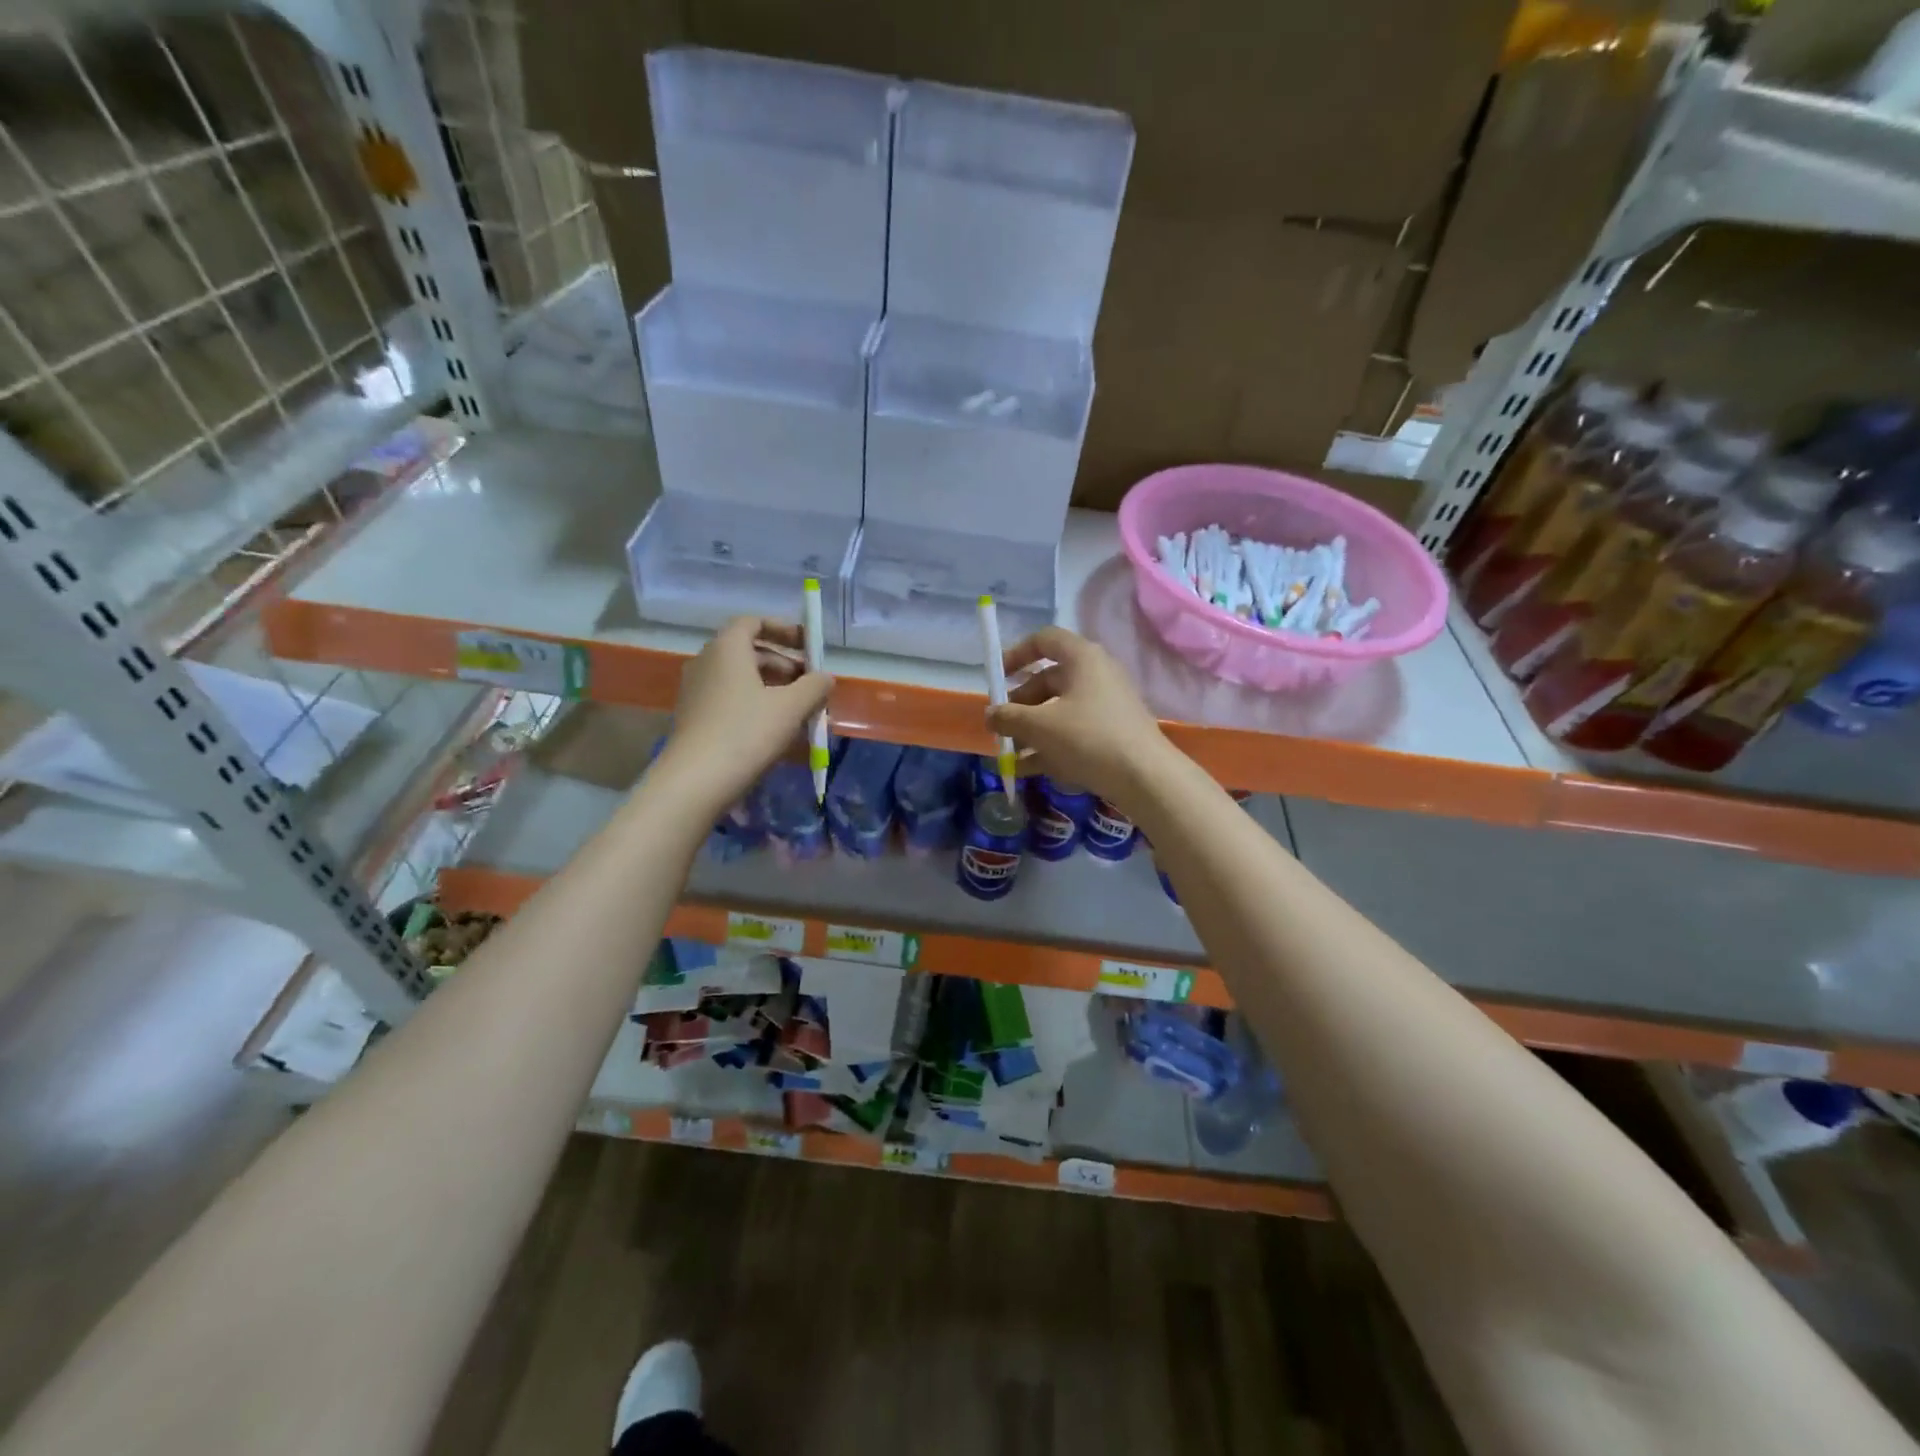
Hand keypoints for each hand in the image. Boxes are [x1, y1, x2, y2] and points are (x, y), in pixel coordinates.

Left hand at [658, 617, 830, 814]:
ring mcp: (696, 690)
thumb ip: (814, 686)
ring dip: (772, 686)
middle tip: (810, 683)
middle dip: (784, 663)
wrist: (696, 780)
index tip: (808, 646)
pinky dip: (754, 703)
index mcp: (727, 648)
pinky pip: (730, 698)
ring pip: (740, 677)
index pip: (753, 622)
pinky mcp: (694, 716)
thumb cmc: (746, 733)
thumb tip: (826, 677)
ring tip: (798, 709)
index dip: (783, 629)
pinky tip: (774, 728)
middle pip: (749, 651)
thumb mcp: (791, 707)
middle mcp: (706, 661)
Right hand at [986, 627, 1171, 809]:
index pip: (1044, 640)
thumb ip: (1008, 717)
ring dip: (1031, 730)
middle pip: (1049, 680)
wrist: (1145, 776)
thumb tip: (990, 715)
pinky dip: (1051, 746)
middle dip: (1020, 704)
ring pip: (1060, 710)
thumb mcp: (1039, 726)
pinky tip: (1029, 770)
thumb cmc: (1088, 738)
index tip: (997, 677)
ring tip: (1009, 755)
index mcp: (1082, 658)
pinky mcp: (1113, 733)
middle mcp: (1096, 675)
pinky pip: (1074, 732)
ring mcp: (1107, 705)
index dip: (1017, 654)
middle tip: (1001, 726)